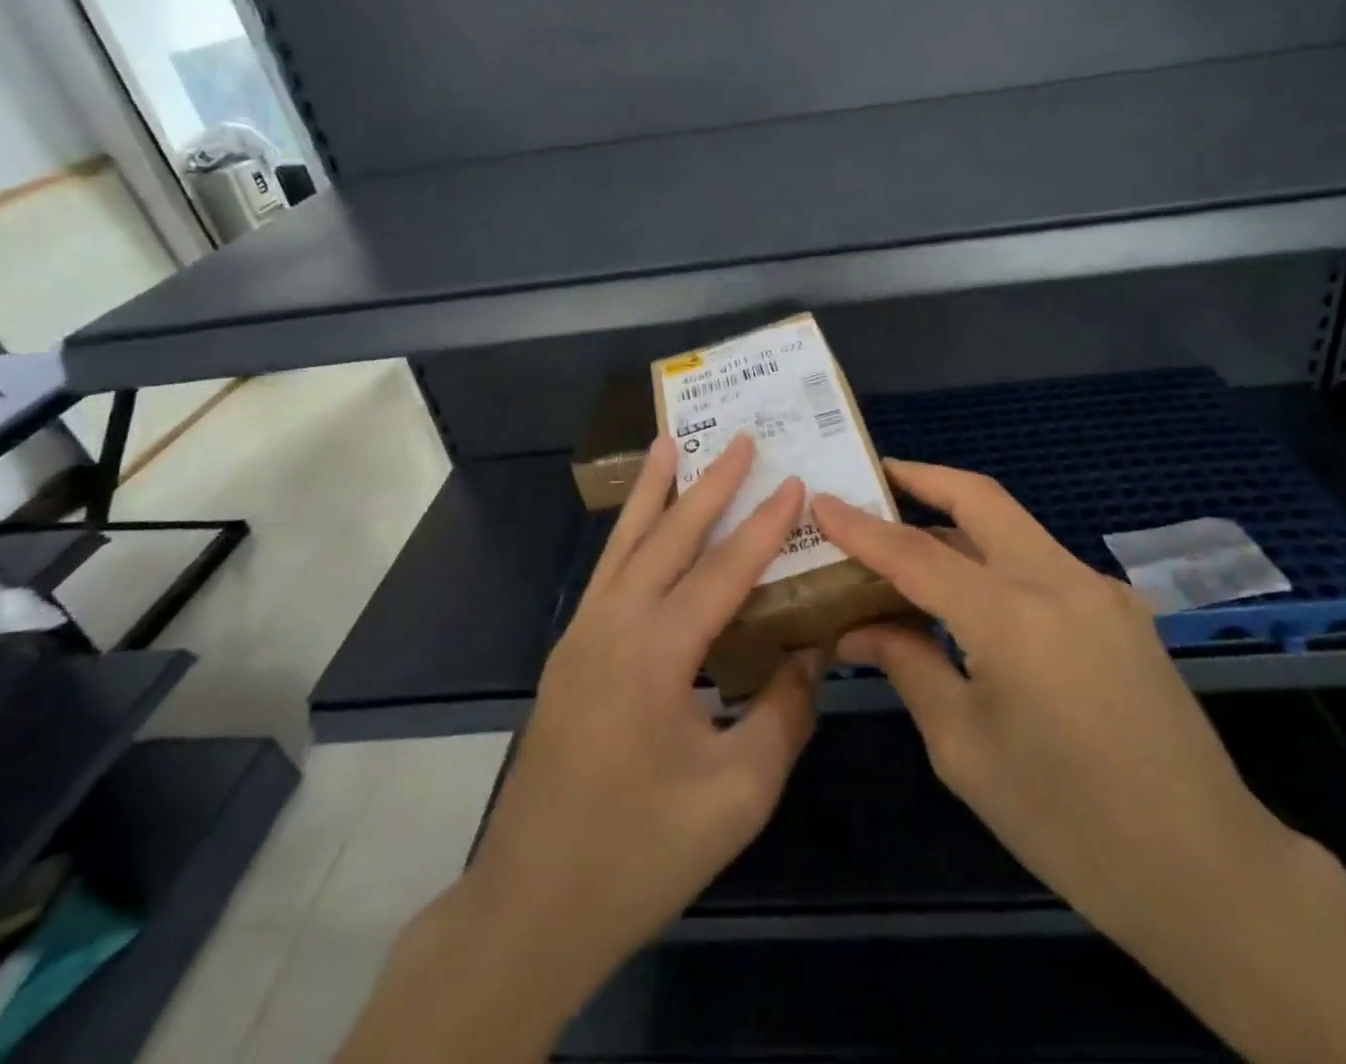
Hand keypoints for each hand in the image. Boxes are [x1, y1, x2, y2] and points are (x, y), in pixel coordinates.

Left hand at [457, 432, 820, 1003]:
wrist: (533, 906)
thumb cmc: (643, 853)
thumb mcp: (738, 792)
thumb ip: (784, 712)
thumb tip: (812, 650)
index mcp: (656, 655)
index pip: (724, 570)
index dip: (765, 524)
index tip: (794, 479)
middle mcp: (614, 626)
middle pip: (669, 537)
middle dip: (709, 484)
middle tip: (739, 439)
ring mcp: (582, 636)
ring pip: (625, 544)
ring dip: (654, 493)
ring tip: (670, 444)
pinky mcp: (569, 653)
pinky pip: (607, 574)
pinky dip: (630, 535)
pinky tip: (643, 527)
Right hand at [814, 461, 1302, 955]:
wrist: (1206, 869)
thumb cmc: (1067, 822)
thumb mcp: (963, 748)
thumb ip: (909, 665)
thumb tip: (859, 626)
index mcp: (1014, 617)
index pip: (916, 553)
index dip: (862, 527)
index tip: (821, 500)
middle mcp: (1060, 581)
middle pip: (981, 499)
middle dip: (924, 478)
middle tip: (877, 475)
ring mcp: (1100, 589)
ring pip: (1013, 529)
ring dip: (957, 523)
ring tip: (908, 541)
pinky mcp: (1121, 609)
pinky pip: (1041, 564)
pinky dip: (994, 561)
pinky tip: (970, 595)